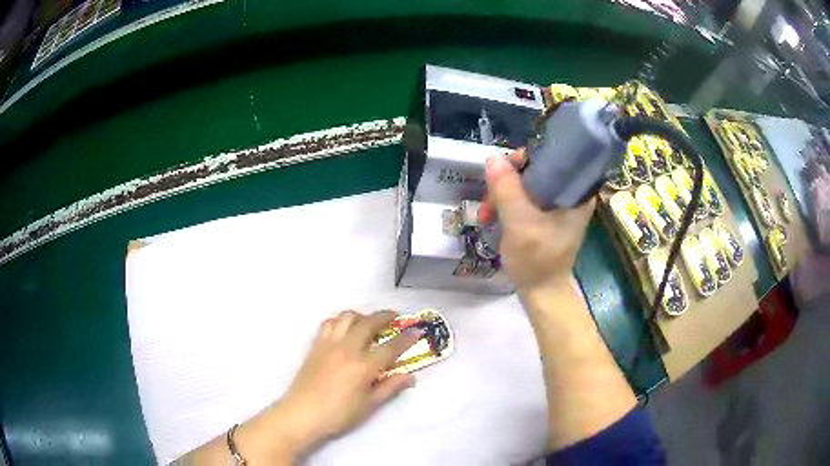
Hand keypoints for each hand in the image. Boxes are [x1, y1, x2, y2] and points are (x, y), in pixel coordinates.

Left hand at [271, 310, 422, 455]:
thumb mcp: (368, 405)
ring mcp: (329, 344)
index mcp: (364, 366)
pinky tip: (344, 330)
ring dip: (362, 315)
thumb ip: (389, 388)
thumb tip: (410, 377)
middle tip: (395, 318)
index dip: (406, 338)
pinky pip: (328, 323)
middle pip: (369, 323)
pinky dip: (340, 321)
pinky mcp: (316, 345)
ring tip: (369, 323)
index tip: (417, 331)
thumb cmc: (338, 414)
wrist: (302, 414)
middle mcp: (347, 349)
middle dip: (385, 316)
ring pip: (347, 317)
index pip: (390, 347)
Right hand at [479, 149, 595, 292]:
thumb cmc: (537, 260)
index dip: (525, 159)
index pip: (553, 157)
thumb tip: (493, 157)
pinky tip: (493, 217)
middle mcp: (570, 193)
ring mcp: (558, 205)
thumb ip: (507, 190)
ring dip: (502, 195)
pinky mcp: (547, 215)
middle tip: (489, 198)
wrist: (541, 292)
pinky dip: (507, 204)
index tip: (504, 172)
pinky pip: (525, 198)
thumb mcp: (519, 223)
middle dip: (508, 181)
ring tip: (486, 214)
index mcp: (576, 192)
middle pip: (536, 169)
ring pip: (527, 184)